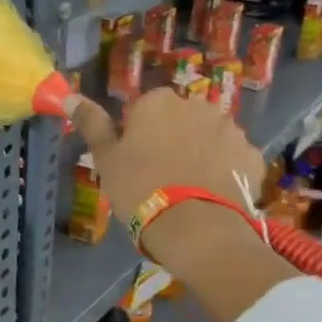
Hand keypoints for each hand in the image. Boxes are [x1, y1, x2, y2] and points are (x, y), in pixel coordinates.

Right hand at [66, 91, 293, 321]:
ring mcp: (230, 130)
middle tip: (157, 175)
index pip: (144, 108)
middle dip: (172, 138)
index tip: (132, 161)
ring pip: (208, 137)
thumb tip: (69, 95)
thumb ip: (91, 124)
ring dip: (198, 153)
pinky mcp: (252, 156)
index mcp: (158, 102)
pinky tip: (210, 195)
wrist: (196, 227)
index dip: (137, 134)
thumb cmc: (139, 187)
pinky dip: (223, 170)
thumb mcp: (106, 158)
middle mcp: (197, 106)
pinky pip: (232, 158)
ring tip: (186, 188)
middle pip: (179, 119)